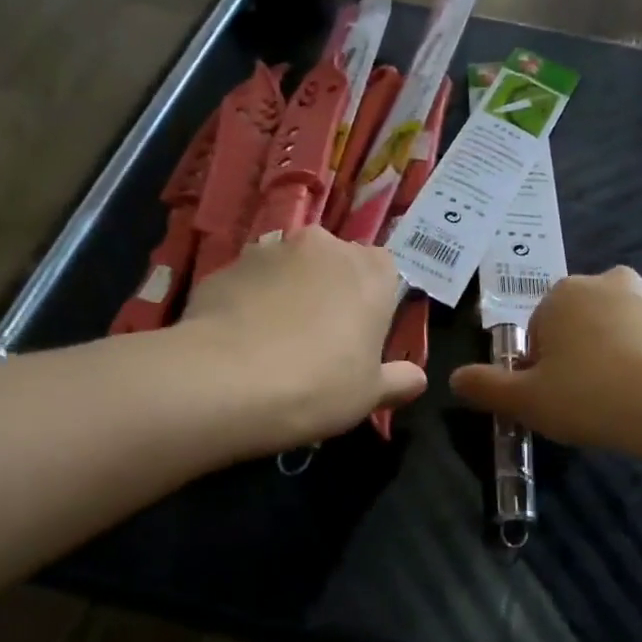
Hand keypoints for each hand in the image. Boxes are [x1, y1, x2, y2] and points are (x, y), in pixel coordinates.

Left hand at [175, 227, 425, 452]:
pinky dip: (249, 304)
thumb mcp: (370, 395)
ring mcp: (269, 251)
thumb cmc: (319, 385)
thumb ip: (398, 381)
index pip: (385, 270)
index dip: (375, 300)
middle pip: (334, 263)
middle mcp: (322, 246)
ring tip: (274, 342)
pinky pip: (248, 284)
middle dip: (330, 291)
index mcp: (370, 271)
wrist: (226, 382)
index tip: (363, 335)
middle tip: (321, 339)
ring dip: (288, 293)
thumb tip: (416, 379)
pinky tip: (240, 343)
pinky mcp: (224, 267)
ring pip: (288, 269)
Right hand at [450, 267, 641, 455]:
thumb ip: (486, 387)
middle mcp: (613, 281)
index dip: (542, 365)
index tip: (555, 396)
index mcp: (566, 294)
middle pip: (584, 322)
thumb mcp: (527, 402)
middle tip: (589, 400)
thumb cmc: (593, 398)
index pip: (540, 328)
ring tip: (630, 401)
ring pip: (628, 328)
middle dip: (583, 354)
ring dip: (623, 354)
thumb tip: (456, 378)